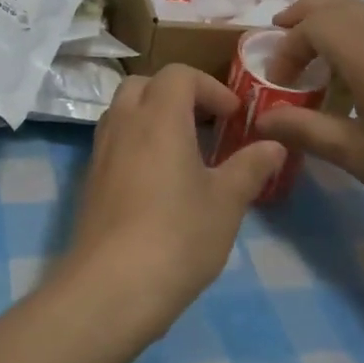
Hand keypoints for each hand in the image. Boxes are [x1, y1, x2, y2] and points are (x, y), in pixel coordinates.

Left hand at [65, 65, 285, 341]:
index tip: (233, 116)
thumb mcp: (226, 202)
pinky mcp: (90, 182)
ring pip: (123, 112)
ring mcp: (100, 154)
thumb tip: (273, 146)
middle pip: (143, 84)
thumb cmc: (177, 236)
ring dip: (152, 116)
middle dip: (176, 94)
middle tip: (206, 124)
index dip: (210, 86)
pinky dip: (136, 143)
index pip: (178, 75)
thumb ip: (250, 167)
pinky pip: (113, 143)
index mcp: (159, 118)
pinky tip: (158, 182)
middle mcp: (123, 125)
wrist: (111, 287)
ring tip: (183, 151)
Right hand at [256, 0, 363, 239]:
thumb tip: (261, 119)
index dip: (287, 46)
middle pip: (341, 7)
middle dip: (305, 15)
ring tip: (315, 55)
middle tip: (278, 35)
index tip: (276, 82)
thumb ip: (305, 130)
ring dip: (333, 24)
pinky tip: (361, 78)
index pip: (315, 26)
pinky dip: (359, 38)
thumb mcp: (356, 155)